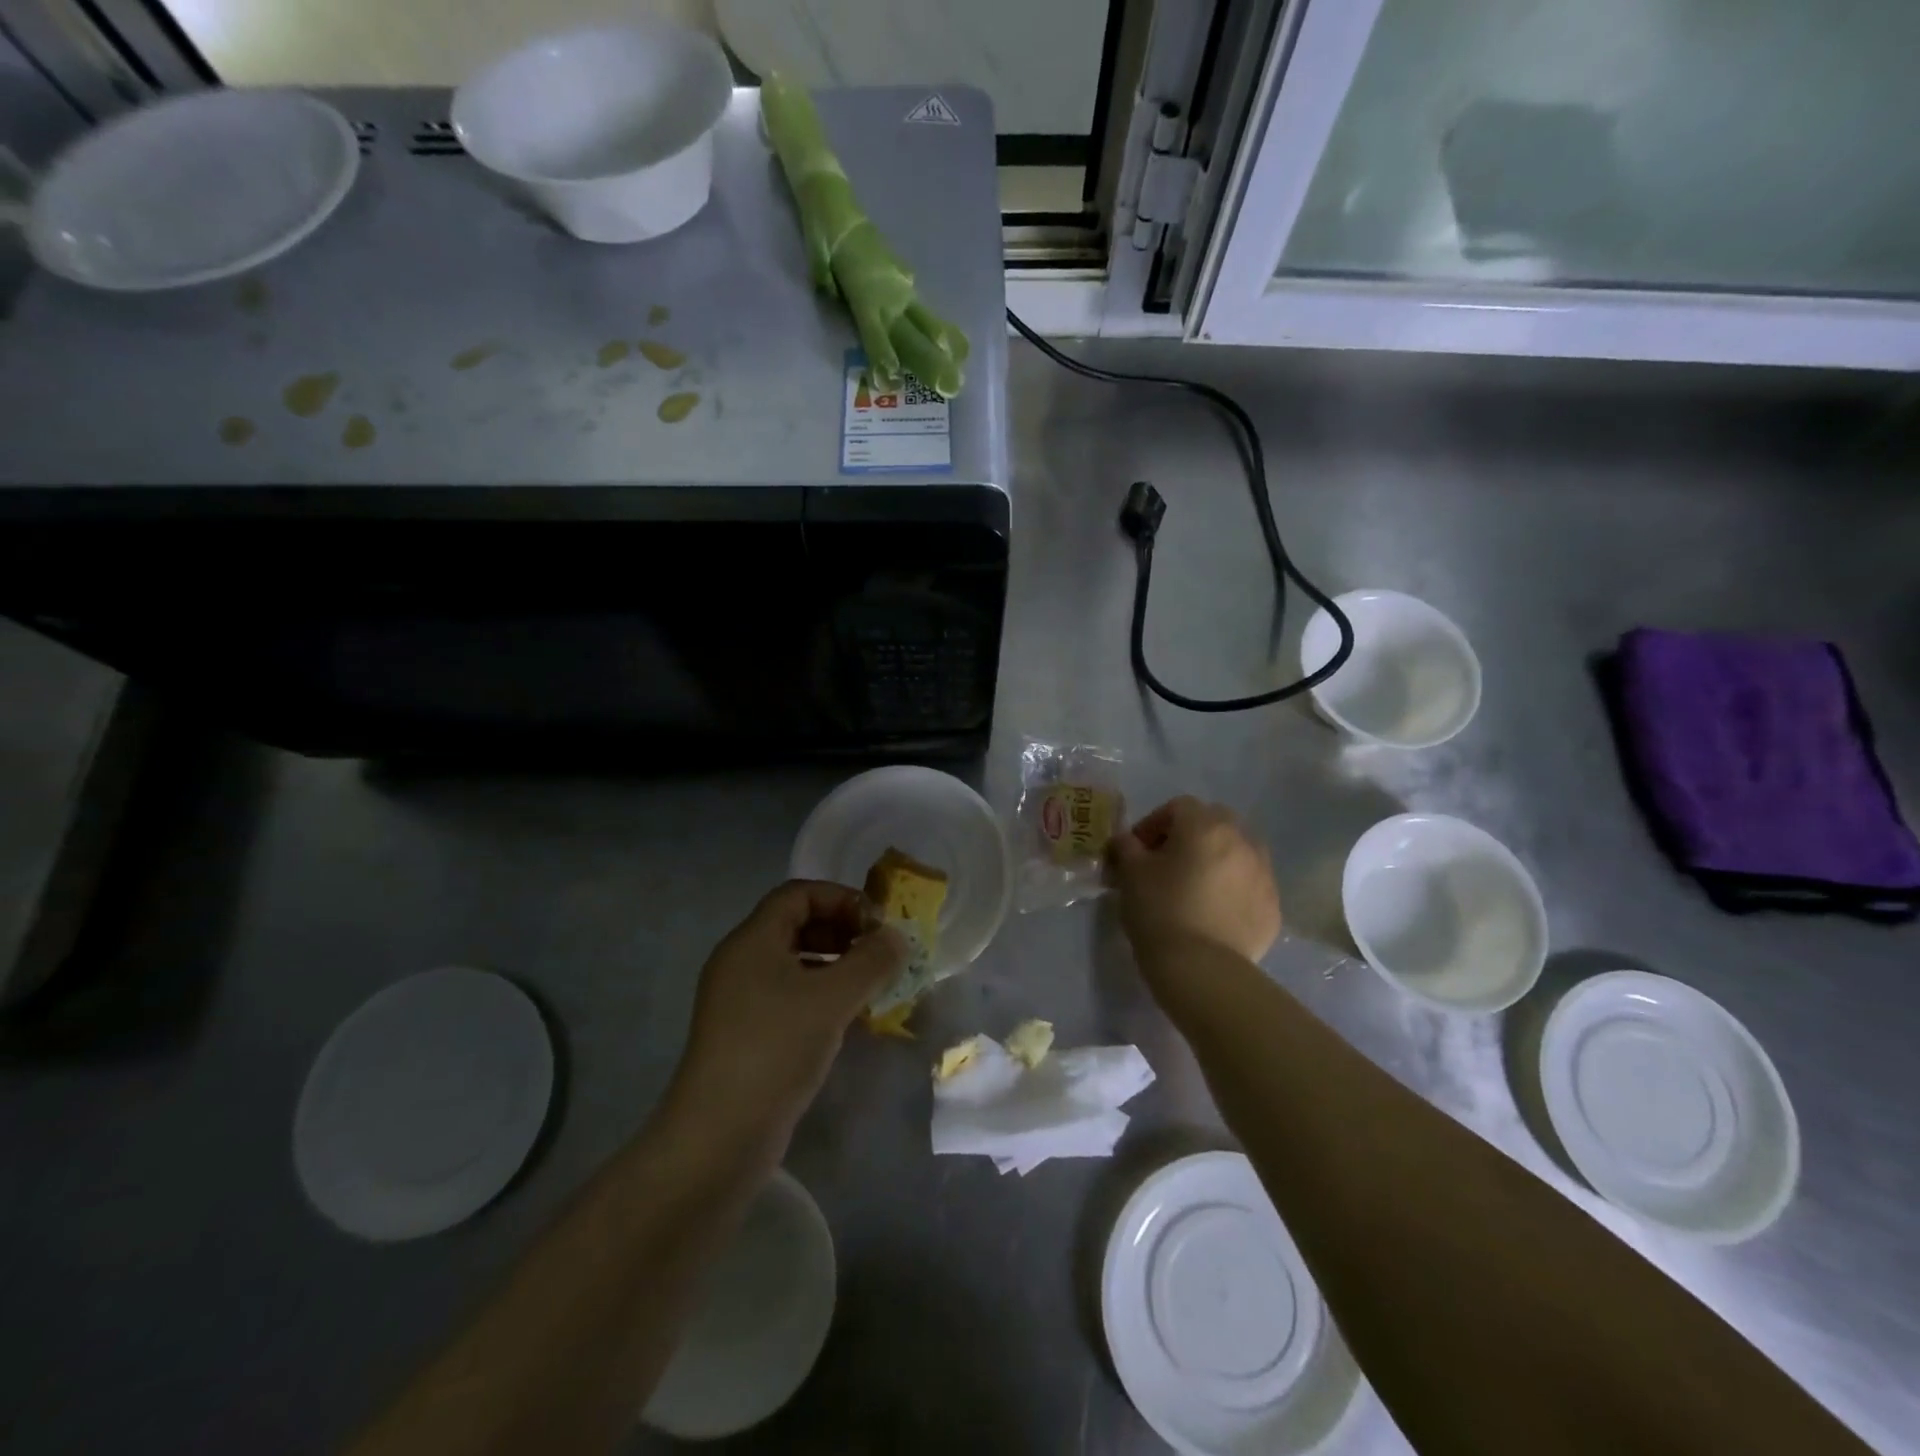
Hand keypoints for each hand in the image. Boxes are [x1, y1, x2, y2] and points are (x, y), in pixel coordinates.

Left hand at [666, 881, 906, 1159]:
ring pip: (795, 962)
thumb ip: (871, 961)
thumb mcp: (832, 999)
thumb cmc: (775, 1049)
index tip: (876, 923)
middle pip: (796, 924)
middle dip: (842, 930)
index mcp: (752, 940)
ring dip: (836, 964)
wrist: (719, 1136)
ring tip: (873, 984)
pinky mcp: (747, 1033)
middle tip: (879, 953)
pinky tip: (849, 1017)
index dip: (840, 898)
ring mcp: (741, 1000)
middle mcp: (742, 961)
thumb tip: (896, 937)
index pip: (798, 894)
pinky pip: (790, 995)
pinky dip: (822, 994)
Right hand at [1109, 797, 1281, 963]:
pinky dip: (1233, 889)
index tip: (1137, 850)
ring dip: (1216, 859)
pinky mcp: (1273, 906)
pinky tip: (1213, 913)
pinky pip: (1250, 885)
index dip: (1153, 824)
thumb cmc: (1160, 910)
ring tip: (1194, 888)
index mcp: (1205, 826)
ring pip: (1238, 852)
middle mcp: (1242, 840)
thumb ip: (1126, 846)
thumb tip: (1126, 840)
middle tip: (1167, 863)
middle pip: (1214, 822)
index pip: (1178, 807)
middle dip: (1190, 836)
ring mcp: (1263, 874)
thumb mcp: (1130, 873)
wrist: (1201, 968)